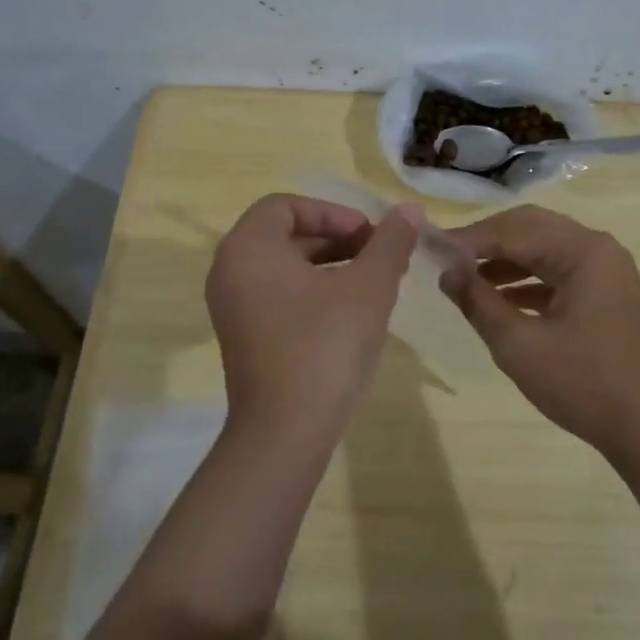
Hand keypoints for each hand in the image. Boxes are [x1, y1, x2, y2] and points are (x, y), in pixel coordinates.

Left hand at [206, 194, 419, 441]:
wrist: (285, 433)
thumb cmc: (325, 346)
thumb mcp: (369, 287)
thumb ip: (390, 242)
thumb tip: (409, 209)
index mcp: (248, 249)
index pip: (287, 205)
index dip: (333, 213)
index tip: (369, 236)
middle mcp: (230, 271)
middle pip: (285, 235)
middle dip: (336, 239)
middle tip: (379, 256)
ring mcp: (233, 308)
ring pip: (285, 267)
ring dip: (330, 265)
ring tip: (373, 283)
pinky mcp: (245, 337)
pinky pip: (279, 296)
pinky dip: (314, 291)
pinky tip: (351, 313)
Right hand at [440, 205, 639, 457]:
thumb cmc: (584, 384)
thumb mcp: (519, 345)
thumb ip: (478, 302)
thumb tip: (446, 271)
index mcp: (582, 251)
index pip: (513, 230)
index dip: (468, 239)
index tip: (429, 249)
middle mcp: (597, 248)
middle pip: (531, 228)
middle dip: (486, 242)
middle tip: (446, 259)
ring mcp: (606, 270)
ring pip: (544, 249)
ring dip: (505, 260)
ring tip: (464, 280)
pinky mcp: (606, 293)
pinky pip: (559, 272)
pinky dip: (527, 280)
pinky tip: (498, 299)